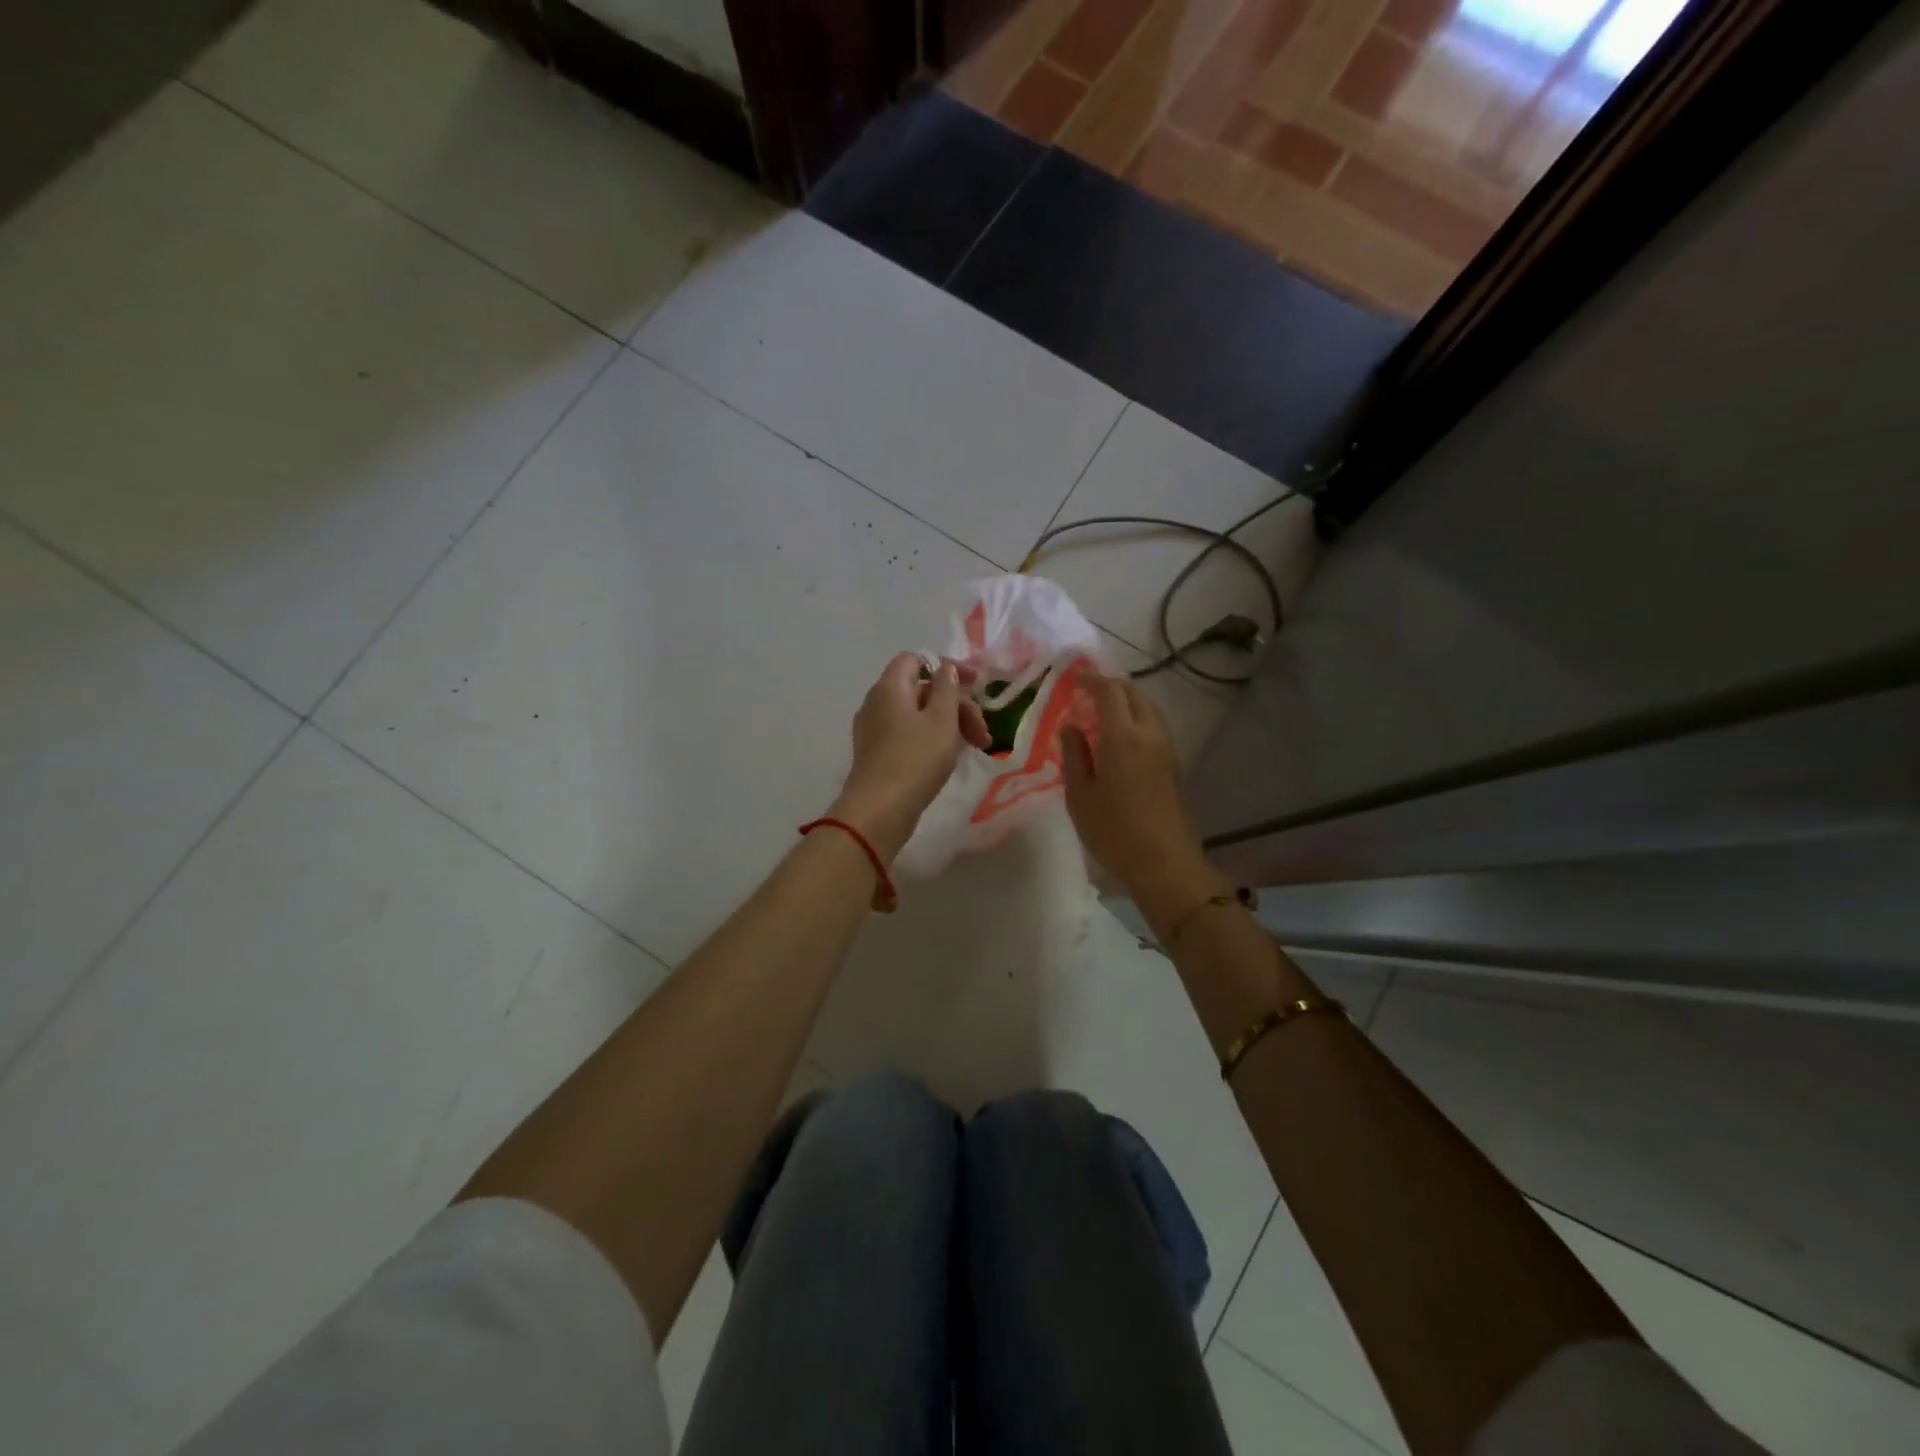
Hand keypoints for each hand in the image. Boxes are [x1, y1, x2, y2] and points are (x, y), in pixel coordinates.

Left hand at [830, 653, 990, 860]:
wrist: (878, 811)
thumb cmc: (915, 760)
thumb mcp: (941, 720)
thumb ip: (947, 688)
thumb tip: (944, 668)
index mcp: (890, 687)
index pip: (916, 659)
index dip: (947, 668)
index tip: (976, 686)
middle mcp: (877, 702)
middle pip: (921, 689)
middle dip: (957, 705)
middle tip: (982, 734)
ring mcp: (874, 730)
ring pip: (917, 715)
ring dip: (948, 724)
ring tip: (974, 748)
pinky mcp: (877, 754)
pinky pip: (908, 734)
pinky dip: (932, 739)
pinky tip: (950, 758)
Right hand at [1062, 674, 1227, 917]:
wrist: (1165, 864)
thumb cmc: (1114, 832)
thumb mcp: (1080, 796)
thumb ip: (1074, 755)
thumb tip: (1072, 727)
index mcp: (1123, 737)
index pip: (1109, 691)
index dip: (1091, 679)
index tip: (1074, 677)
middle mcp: (1150, 734)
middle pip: (1134, 692)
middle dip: (1111, 684)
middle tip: (1087, 690)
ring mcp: (1167, 748)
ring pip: (1149, 707)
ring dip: (1127, 700)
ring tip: (1103, 711)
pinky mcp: (1175, 763)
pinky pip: (1155, 725)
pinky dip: (1137, 717)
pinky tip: (1121, 735)